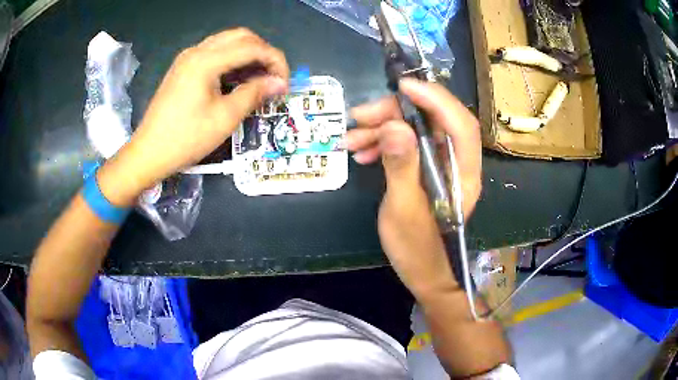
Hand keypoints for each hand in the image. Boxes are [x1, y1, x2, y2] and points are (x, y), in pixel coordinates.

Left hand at [98, 28, 288, 205]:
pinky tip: (236, 78)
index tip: (284, 83)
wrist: (148, 153)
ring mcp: (187, 57)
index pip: (252, 47)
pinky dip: (231, 59)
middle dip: (263, 52)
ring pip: (227, 41)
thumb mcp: (224, 118)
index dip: (275, 61)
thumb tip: (280, 82)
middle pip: (241, 36)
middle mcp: (197, 51)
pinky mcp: (183, 67)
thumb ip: (254, 94)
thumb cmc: (186, 138)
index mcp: (206, 60)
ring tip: (257, 78)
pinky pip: (214, 52)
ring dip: (248, 53)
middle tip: (272, 77)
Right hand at [346, 78, 481, 298]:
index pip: (460, 123)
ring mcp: (440, 163)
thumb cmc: (418, 248)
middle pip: (433, 120)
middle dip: (395, 112)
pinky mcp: (425, 168)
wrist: (422, 272)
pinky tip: (361, 152)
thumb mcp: (404, 210)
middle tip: (360, 116)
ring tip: (351, 139)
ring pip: (415, 129)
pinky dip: (383, 143)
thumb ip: (402, 167)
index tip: (402, 86)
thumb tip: (395, 126)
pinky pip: (406, 144)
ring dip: (382, 127)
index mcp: (464, 173)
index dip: (435, 99)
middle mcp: (457, 162)